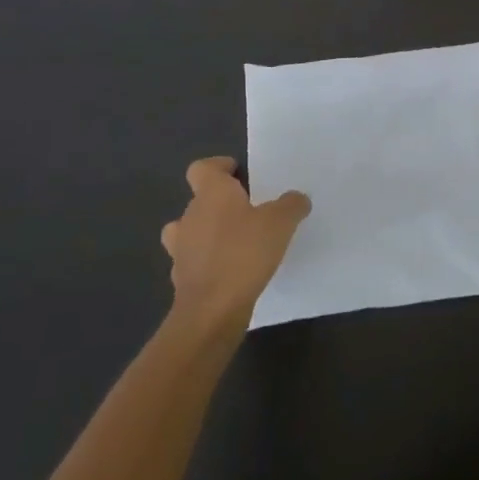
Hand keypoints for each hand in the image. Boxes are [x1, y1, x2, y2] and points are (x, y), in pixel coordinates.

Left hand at [162, 157, 309, 331]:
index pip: (202, 168)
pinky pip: (195, 262)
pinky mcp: (183, 279)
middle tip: (249, 211)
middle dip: (221, 204)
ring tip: (237, 241)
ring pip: (191, 232)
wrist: (211, 311)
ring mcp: (181, 249)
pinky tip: (233, 272)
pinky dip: (209, 263)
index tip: (238, 174)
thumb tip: (297, 199)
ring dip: (208, 234)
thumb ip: (291, 205)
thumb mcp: (280, 223)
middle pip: (199, 200)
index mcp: (211, 194)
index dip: (218, 168)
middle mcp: (190, 216)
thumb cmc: (244, 253)